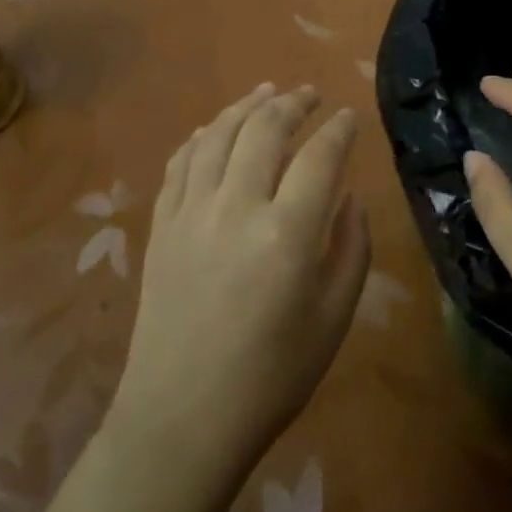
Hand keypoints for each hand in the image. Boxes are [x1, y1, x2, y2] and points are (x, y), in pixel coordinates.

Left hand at [111, 83, 369, 476]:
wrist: (182, 418)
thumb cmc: (271, 378)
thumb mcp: (333, 320)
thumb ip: (350, 250)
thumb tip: (349, 198)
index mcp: (287, 234)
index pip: (319, 157)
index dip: (338, 130)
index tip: (349, 116)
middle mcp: (236, 208)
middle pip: (265, 131)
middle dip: (292, 104)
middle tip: (310, 94)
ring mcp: (191, 212)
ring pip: (218, 135)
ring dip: (245, 107)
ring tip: (266, 93)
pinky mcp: (161, 225)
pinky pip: (180, 163)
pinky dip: (201, 137)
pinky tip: (213, 129)